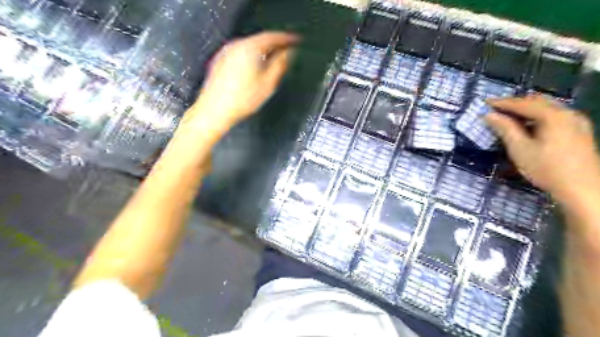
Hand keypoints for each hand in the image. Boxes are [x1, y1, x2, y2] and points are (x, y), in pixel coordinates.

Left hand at [188, 31, 298, 128]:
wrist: (215, 111)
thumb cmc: (240, 101)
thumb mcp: (268, 84)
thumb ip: (281, 65)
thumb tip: (288, 54)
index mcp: (249, 48)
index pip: (272, 36)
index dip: (286, 38)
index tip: (295, 40)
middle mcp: (236, 46)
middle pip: (260, 39)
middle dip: (274, 44)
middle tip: (286, 50)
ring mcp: (226, 53)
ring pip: (250, 46)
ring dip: (263, 51)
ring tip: (273, 60)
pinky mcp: (220, 62)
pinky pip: (240, 54)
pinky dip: (251, 57)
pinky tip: (255, 68)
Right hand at [485, 94, 599, 204]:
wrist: (583, 189)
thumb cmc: (546, 169)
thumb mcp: (520, 149)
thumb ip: (505, 129)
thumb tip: (489, 115)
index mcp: (553, 116)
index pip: (523, 103)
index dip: (502, 103)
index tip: (485, 103)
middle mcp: (568, 113)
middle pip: (538, 101)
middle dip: (515, 104)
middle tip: (496, 110)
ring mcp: (576, 121)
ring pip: (547, 108)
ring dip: (526, 110)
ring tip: (508, 118)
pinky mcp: (579, 131)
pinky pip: (555, 116)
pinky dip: (537, 116)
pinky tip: (528, 127)